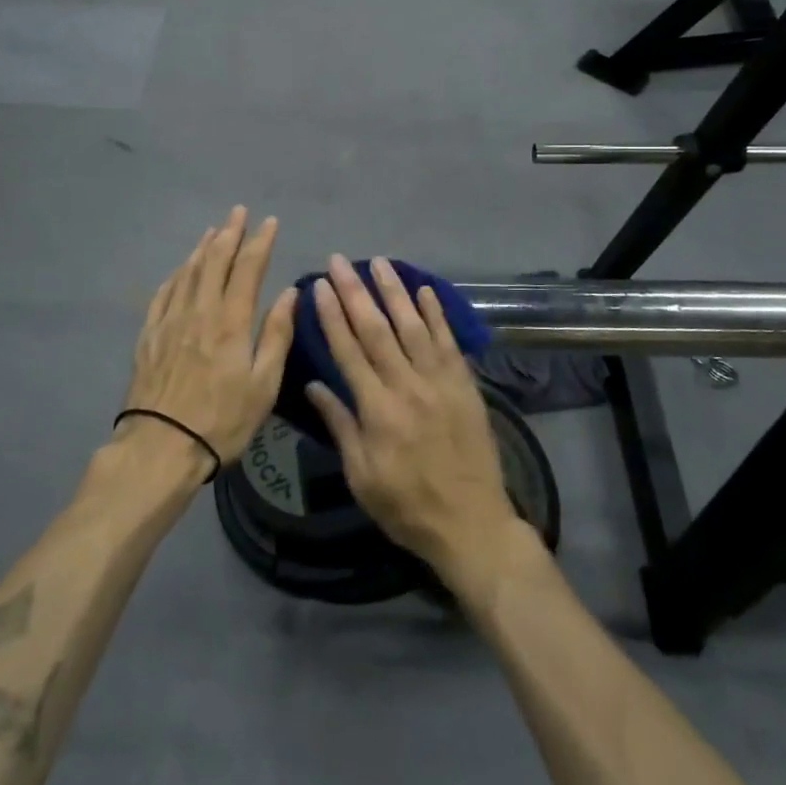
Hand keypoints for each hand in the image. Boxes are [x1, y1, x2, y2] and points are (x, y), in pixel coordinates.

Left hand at [118, 207, 296, 479]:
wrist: (160, 446)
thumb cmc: (221, 420)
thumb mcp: (264, 384)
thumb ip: (276, 334)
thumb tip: (289, 293)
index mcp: (231, 320)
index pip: (248, 268)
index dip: (260, 241)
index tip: (270, 222)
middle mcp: (199, 310)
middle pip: (214, 260)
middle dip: (229, 232)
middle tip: (238, 212)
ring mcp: (169, 321)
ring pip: (187, 272)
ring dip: (202, 247)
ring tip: (212, 230)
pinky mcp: (148, 335)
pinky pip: (163, 293)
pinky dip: (176, 274)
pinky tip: (180, 270)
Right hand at [303, 255, 520, 589]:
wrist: (472, 523)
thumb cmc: (407, 506)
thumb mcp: (361, 476)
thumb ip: (340, 426)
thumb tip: (314, 385)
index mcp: (377, 410)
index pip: (348, 351)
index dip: (332, 316)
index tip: (319, 286)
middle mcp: (407, 386)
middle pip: (377, 330)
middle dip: (355, 292)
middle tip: (339, 261)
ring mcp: (440, 382)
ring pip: (413, 326)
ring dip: (394, 291)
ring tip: (378, 262)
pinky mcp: (465, 384)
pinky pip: (449, 341)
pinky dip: (436, 313)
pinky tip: (424, 289)